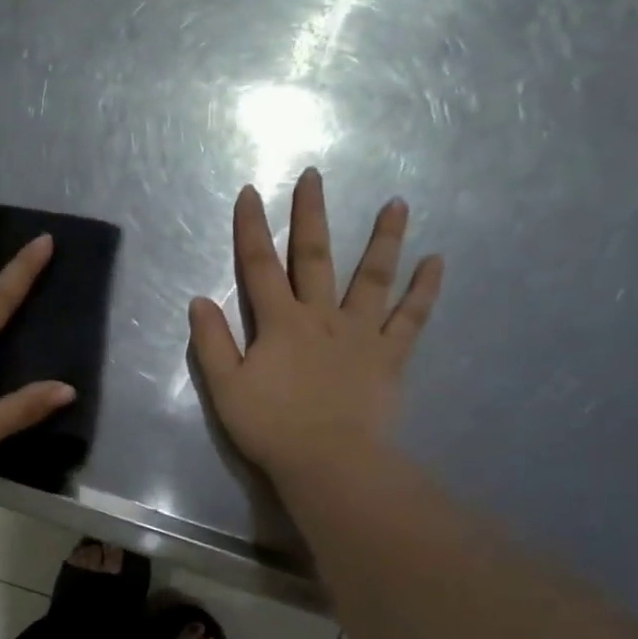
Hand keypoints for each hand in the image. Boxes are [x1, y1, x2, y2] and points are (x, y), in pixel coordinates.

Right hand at [189, 167, 442, 488]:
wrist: (329, 462)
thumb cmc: (271, 427)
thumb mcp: (226, 388)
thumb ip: (212, 343)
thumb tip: (200, 300)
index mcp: (279, 323)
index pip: (259, 266)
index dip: (250, 228)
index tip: (250, 192)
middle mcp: (321, 316)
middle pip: (315, 257)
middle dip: (311, 214)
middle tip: (314, 176)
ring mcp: (360, 333)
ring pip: (373, 277)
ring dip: (384, 238)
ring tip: (398, 203)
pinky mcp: (389, 355)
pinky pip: (411, 318)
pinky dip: (424, 290)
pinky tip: (437, 261)